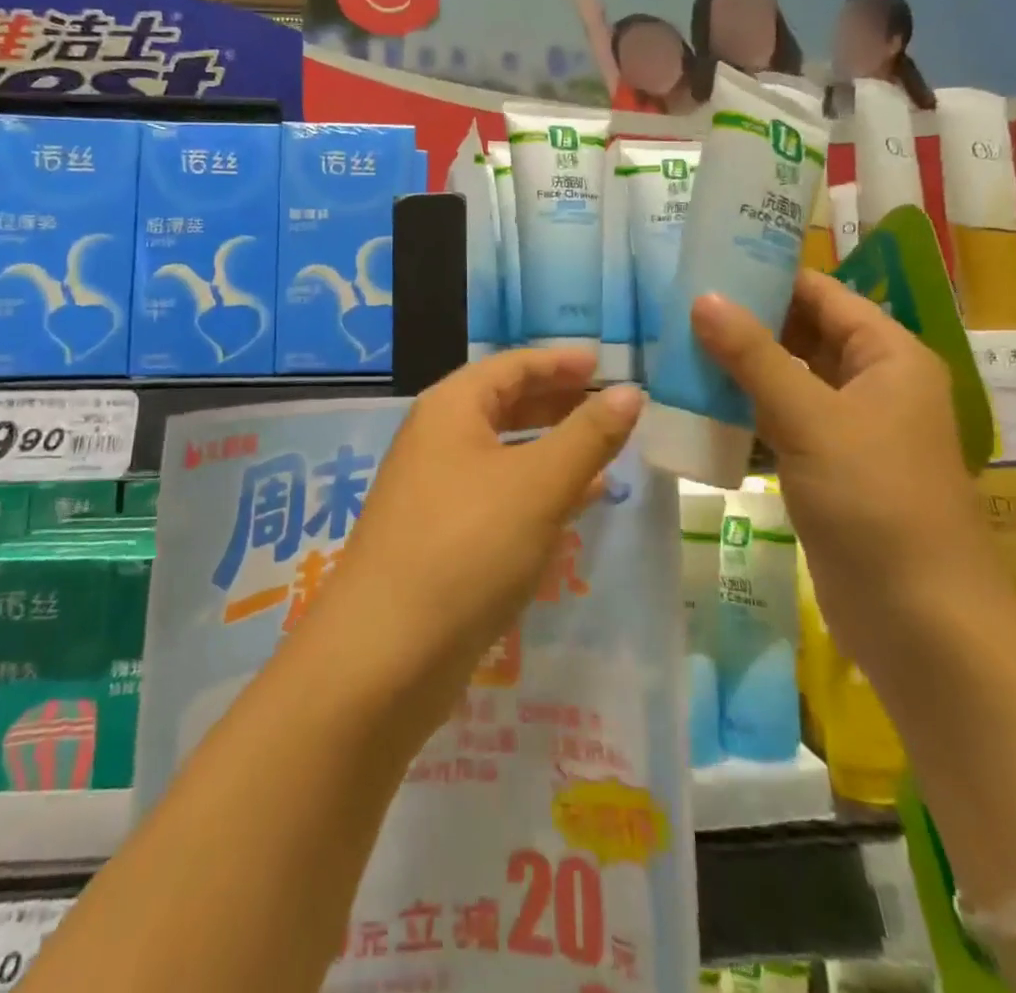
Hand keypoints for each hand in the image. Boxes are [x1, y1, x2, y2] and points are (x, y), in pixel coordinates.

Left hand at [309, 348, 644, 722]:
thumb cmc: (467, 546)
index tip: (605, 364)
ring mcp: (435, 490)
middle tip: (610, 406)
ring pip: (503, 453)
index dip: (559, 362)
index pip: (511, 366)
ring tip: (604, 450)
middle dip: (558, 403)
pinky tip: (574, 504)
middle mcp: (437, 440)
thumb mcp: (538, 485)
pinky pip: (498, 494)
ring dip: (551, 448)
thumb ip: (588, 436)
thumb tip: (630, 393)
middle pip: (504, 405)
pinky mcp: (440, 536)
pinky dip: (536, 489)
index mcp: (450, 409)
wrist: (385, 653)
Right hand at [691, 271, 1013, 668]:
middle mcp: (872, 383)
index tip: (704, 262)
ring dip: (737, 367)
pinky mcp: (825, 466)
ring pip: (785, 379)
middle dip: (744, 321)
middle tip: (675, 304)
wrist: (918, 620)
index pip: (821, 294)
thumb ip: (754, 356)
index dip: (767, 274)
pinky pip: (778, 420)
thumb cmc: (875, 502)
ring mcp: (848, 428)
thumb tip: (703, 298)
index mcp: (887, 356)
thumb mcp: (811, 419)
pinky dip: (742, 409)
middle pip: (801, 333)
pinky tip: (693, 402)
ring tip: (672, 344)